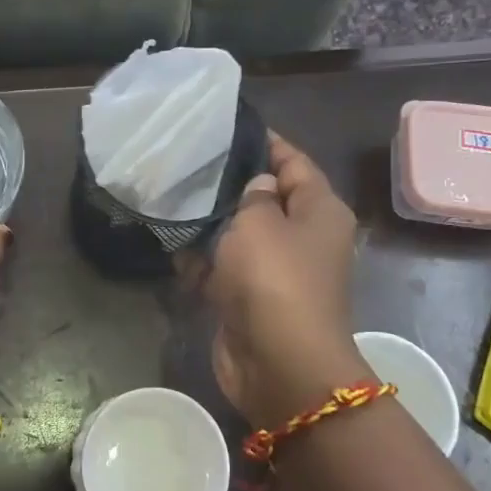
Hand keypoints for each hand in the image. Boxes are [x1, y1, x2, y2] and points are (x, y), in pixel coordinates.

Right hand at [196, 132, 367, 428]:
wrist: (278, 364)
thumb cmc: (274, 280)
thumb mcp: (261, 224)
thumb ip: (255, 195)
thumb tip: (259, 185)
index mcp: (320, 211)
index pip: (295, 163)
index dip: (266, 143)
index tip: (227, 127)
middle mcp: (304, 238)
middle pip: (267, 198)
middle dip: (230, 183)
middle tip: (189, 160)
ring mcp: (276, 271)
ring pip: (241, 234)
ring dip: (211, 222)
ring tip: (172, 194)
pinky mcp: (250, 298)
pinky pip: (225, 268)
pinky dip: (202, 259)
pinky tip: (170, 241)